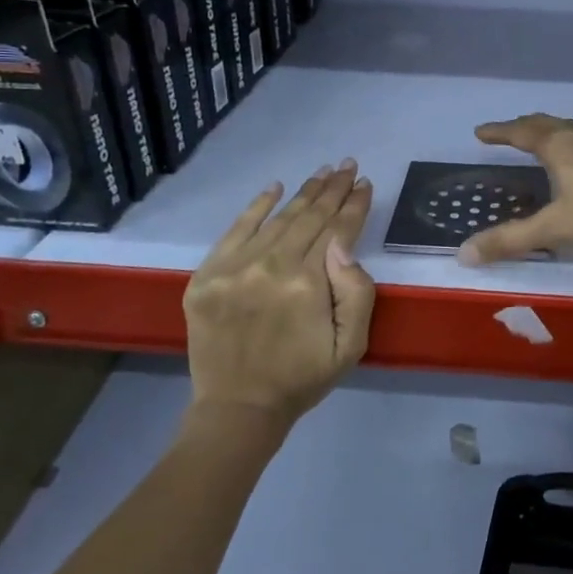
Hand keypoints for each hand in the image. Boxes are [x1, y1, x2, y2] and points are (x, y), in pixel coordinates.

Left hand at [182, 161, 375, 426]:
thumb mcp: (351, 345)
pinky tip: (275, 187)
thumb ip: (357, 292)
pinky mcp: (207, 274)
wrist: (238, 408)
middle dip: (333, 189)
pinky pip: (235, 230)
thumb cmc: (303, 377)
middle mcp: (270, 266)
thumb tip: (344, 245)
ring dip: (304, 193)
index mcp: (307, 284)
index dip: (354, 205)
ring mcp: (234, 268)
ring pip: (277, 219)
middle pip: (309, 217)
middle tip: (348, 165)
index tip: (365, 183)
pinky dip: (256, 207)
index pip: (338, 231)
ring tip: (323, 172)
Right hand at [459, 114, 572, 264]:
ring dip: (549, 131)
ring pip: (570, 129)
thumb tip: (463, 253)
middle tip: (507, 133)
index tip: (480, 132)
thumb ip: (511, 240)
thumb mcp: (556, 228)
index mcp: (559, 145)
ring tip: (540, 141)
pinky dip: (572, 142)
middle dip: (523, 127)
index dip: (498, 131)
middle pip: (546, 123)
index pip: (520, 131)